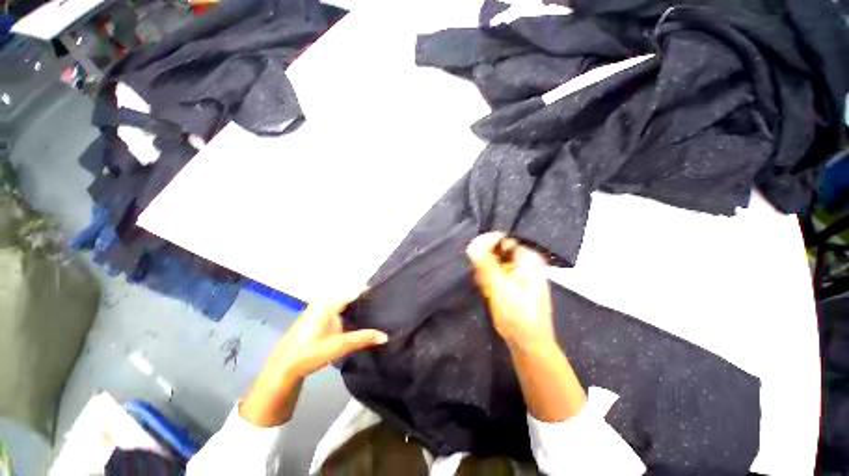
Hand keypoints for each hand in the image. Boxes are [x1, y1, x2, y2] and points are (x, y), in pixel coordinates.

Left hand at [270, 291, 388, 378]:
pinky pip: (336, 307)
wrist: (284, 367)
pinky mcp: (315, 317)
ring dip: (355, 305)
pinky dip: (347, 311)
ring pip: (342, 301)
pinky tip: (353, 321)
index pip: (354, 290)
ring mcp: (318, 308)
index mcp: (329, 304)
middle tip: (380, 306)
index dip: (369, 291)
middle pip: (348, 294)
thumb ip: (363, 338)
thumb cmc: (311, 352)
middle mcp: (323, 302)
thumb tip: (385, 336)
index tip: (383, 295)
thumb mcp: (340, 346)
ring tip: (371, 312)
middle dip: (363, 299)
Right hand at [467, 232, 555, 351]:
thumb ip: (486, 264)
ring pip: (495, 264)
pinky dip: (490, 282)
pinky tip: (490, 293)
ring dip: (486, 275)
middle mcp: (525, 262)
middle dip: (486, 265)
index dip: (485, 246)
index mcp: (527, 258)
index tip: (475, 261)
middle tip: (484, 282)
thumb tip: (473, 243)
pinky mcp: (514, 284)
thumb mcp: (500, 288)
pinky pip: (497, 274)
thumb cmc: (517, 315)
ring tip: (488, 290)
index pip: (501, 240)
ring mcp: (520, 273)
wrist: (528, 344)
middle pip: (497, 252)